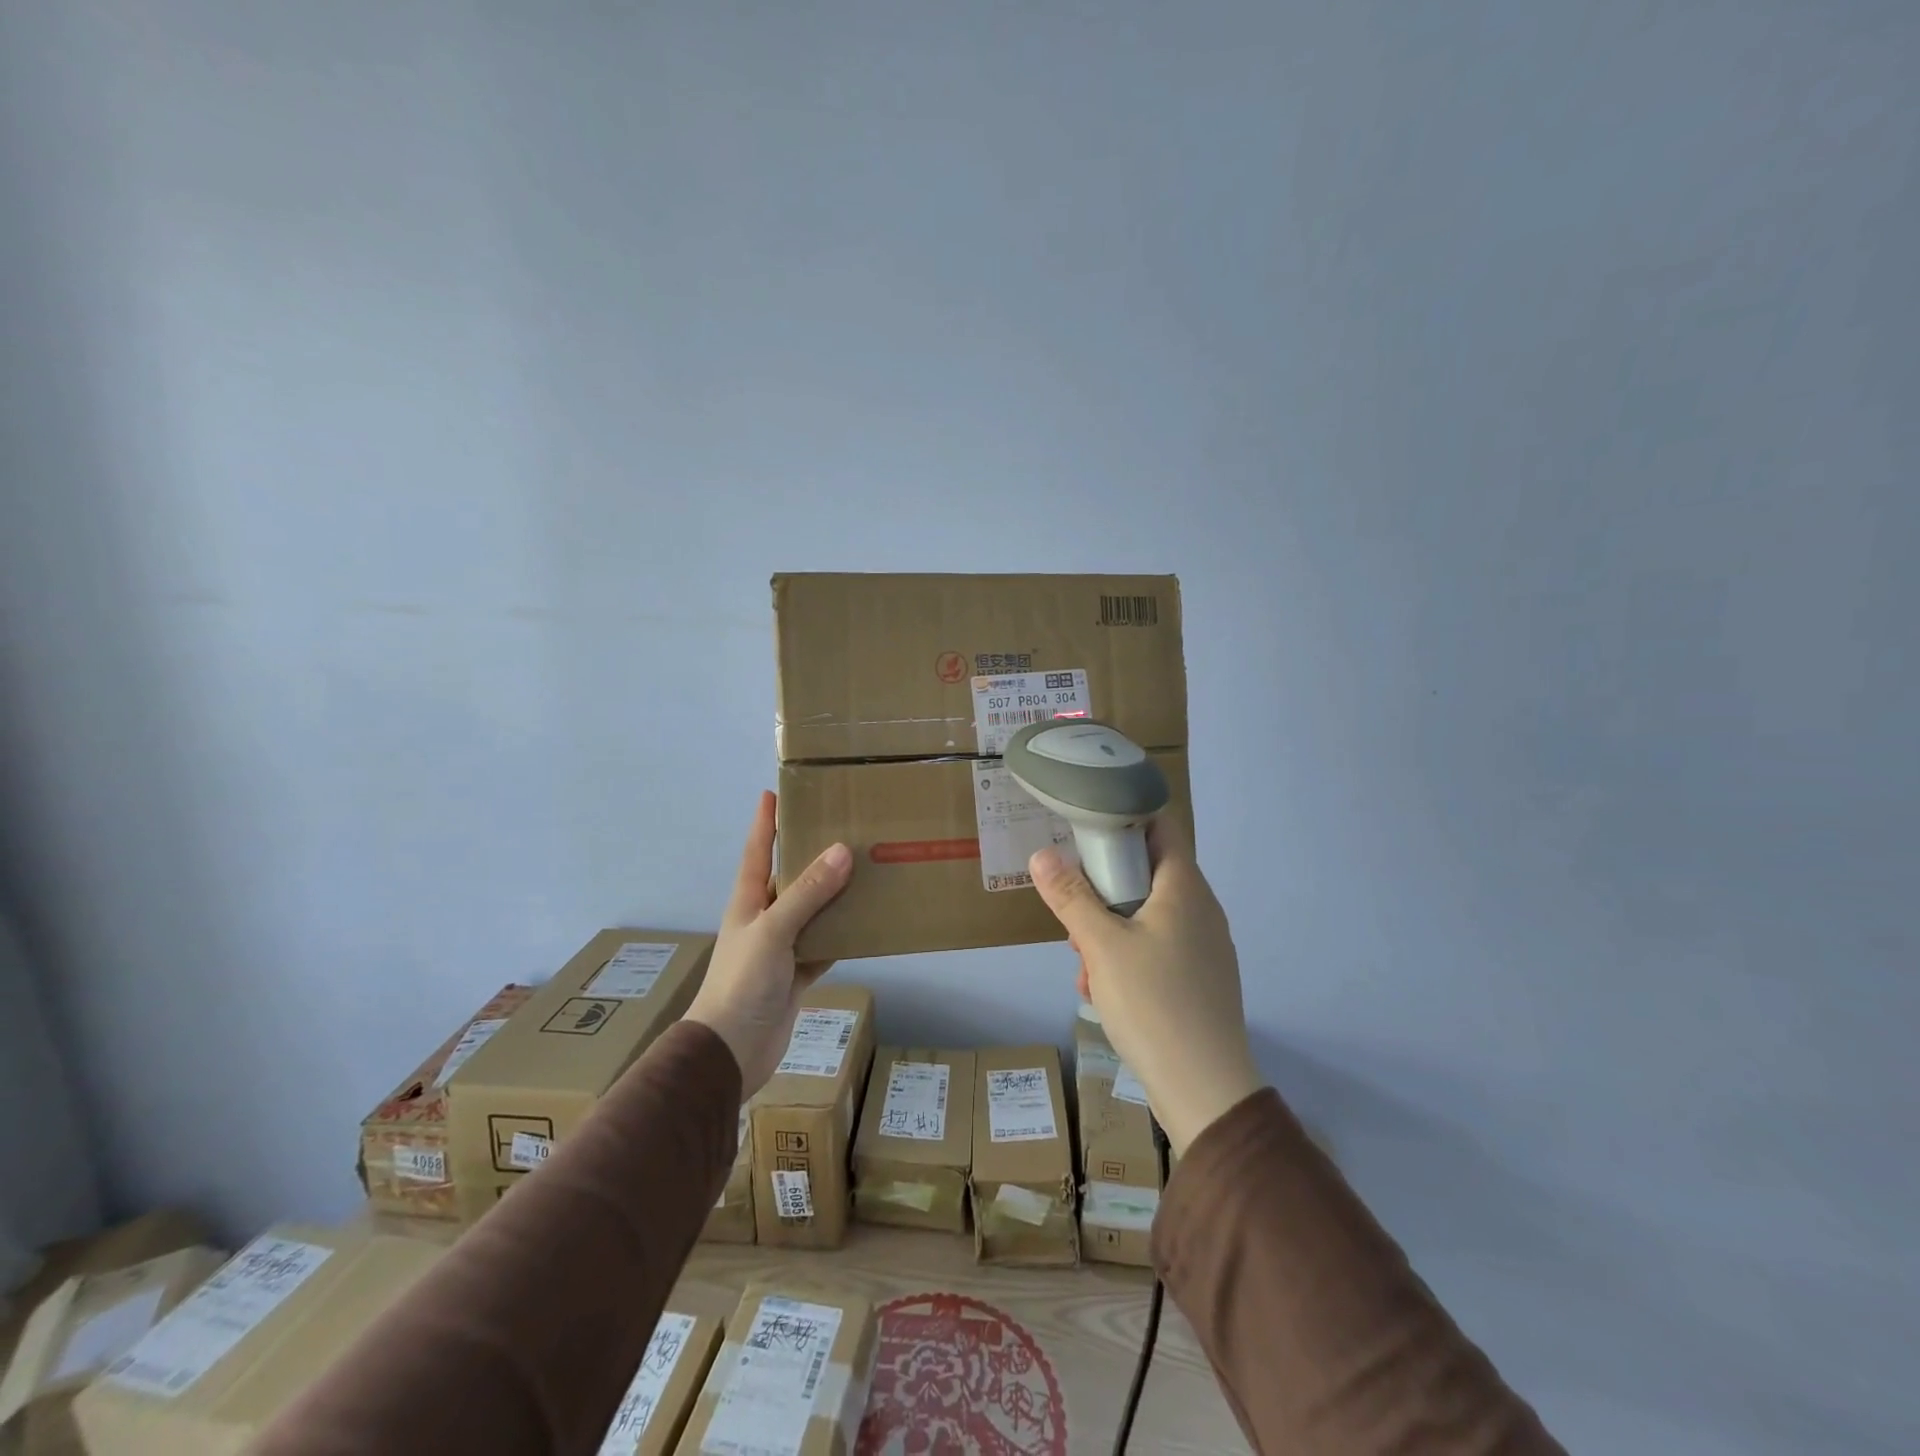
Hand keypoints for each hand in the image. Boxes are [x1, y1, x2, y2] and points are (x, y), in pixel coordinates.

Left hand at [686, 791, 851, 1093]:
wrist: (730, 1051)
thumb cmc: (742, 983)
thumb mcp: (773, 931)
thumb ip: (806, 893)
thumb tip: (841, 851)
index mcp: (748, 901)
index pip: (757, 851)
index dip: (765, 822)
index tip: (774, 792)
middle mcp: (764, 918)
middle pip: (789, 878)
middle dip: (810, 854)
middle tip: (842, 828)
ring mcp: (780, 948)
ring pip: (811, 912)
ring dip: (833, 895)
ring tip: (864, 871)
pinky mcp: (795, 975)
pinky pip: (823, 946)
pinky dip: (841, 936)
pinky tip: (865, 924)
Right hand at [1029, 815, 1261, 1154]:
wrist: (1205, 1090)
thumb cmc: (1154, 1003)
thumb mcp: (1101, 945)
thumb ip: (1070, 897)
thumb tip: (1042, 854)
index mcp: (1185, 889)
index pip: (1160, 827)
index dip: (1124, 818)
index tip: (1084, 830)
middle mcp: (1201, 910)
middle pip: (1147, 874)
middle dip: (1103, 889)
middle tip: (1073, 912)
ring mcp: (1204, 947)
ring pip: (1147, 917)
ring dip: (1109, 930)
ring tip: (1084, 963)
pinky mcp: (1200, 980)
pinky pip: (1157, 950)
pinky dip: (1127, 958)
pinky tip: (1103, 990)